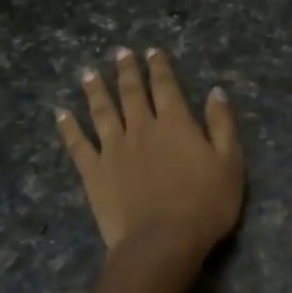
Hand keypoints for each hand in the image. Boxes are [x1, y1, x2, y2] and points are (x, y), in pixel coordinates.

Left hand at [56, 47, 244, 258]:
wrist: (162, 241)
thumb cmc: (205, 204)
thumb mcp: (230, 163)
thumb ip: (222, 125)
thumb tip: (216, 92)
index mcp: (176, 123)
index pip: (166, 87)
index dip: (159, 67)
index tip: (152, 51)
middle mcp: (142, 128)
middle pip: (132, 93)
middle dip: (127, 71)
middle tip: (120, 52)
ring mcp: (113, 149)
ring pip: (102, 111)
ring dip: (95, 90)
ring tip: (88, 73)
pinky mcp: (94, 172)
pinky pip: (78, 144)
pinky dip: (70, 127)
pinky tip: (62, 113)